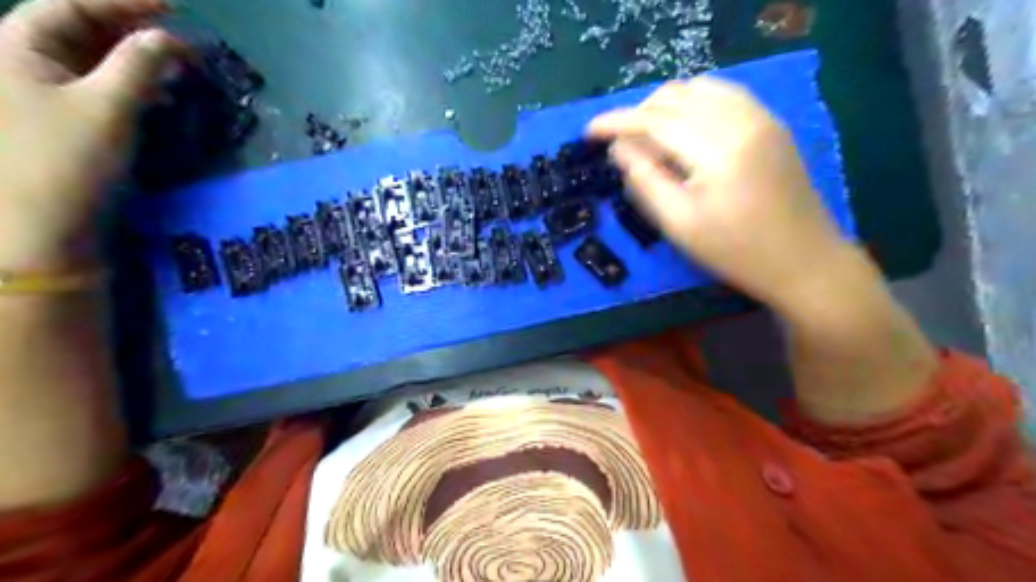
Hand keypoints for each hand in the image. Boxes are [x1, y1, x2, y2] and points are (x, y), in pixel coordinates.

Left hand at [1, 0, 180, 270]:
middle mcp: (20, 61)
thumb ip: (140, 67)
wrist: (42, 226)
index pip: (71, 5)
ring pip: (91, 61)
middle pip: (79, 30)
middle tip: (180, 36)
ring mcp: (39, 93)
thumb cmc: (67, 160)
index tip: (174, 7)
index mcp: (16, 46)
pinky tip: (159, 94)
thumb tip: (171, 40)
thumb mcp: (108, 108)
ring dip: (135, 60)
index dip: (124, 2)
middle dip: (132, 30)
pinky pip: (96, 88)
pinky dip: (130, 85)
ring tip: (178, 65)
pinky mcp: (61, 121)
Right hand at [587, 78, 863, 312]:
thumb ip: (644, 181)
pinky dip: (693, 104)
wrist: (804, 261)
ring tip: (648, 137)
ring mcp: (762, 117)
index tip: (588, 133)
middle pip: (676, 97)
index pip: (655, 120)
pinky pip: (723, 95)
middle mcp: (742, 119)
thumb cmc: (736, 252)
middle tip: (619, 145)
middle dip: (638, 115)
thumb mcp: (679, 224)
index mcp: (718, 148)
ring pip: (699, 89)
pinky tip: (683, 129)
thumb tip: (619, 149)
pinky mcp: (771, 124)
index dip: (616, 123)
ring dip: (665, 107)